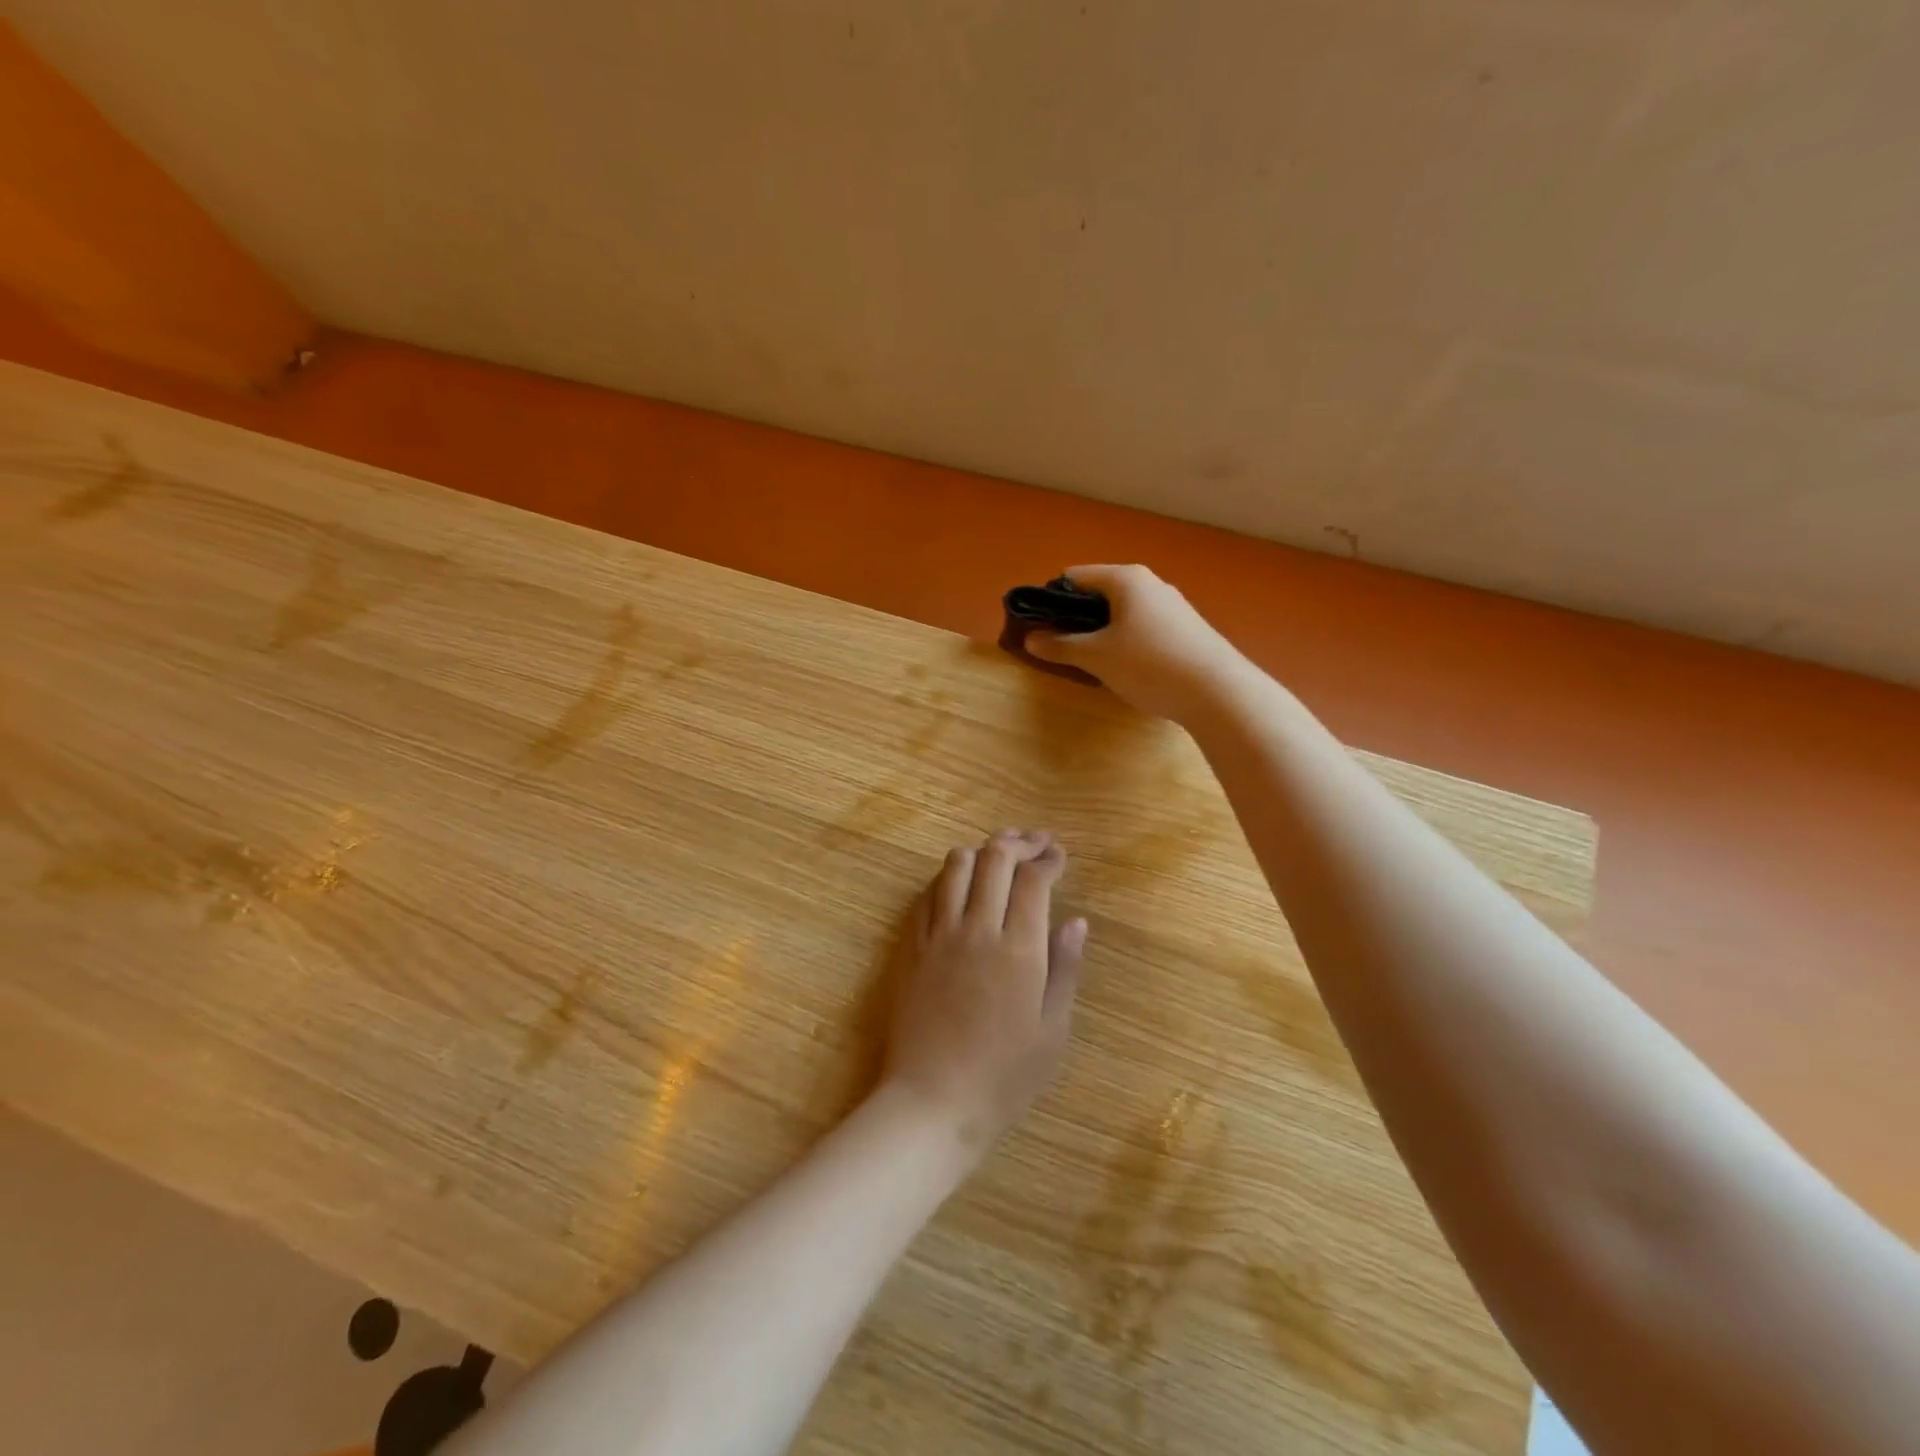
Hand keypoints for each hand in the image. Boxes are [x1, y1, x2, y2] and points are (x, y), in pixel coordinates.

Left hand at [882, 830, 1087, 1154]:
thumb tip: (1076, 921)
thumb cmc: (1004, 1075)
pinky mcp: (912, 945)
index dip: (1048, 859)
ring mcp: (939, 934)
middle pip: (994, 858)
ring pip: (956, 865)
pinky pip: (929, 893)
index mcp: (1019, 948)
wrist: (933, 1100)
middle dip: (1018, 843)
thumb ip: (1065, 968)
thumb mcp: (1052, 1030)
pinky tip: (961, 886)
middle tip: (1035, 844)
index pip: (1032, 880)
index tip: (1059, 856)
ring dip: (981, 851)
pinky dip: (949, 877)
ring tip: (999, 855)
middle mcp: (977, 928)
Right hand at [1024, 564, 1248, 722]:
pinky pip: (1142, 627)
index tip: (1040, 629)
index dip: (1052, 601)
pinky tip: (1126, 669)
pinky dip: (1125, 642)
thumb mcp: (1097, 657)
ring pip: (1122, 613)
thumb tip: (1030, 638)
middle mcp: (1150, 584)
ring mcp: (1171, 606)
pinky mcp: (1185, 630)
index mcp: (1126, 579)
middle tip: (1062, 649)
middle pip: (1099, 594)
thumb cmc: (1149, 664)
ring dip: (1101, 633)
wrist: (1218, 692)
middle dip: (1076, 619)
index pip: (1074, 577)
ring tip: (1091, 663)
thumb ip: (1060, 646)